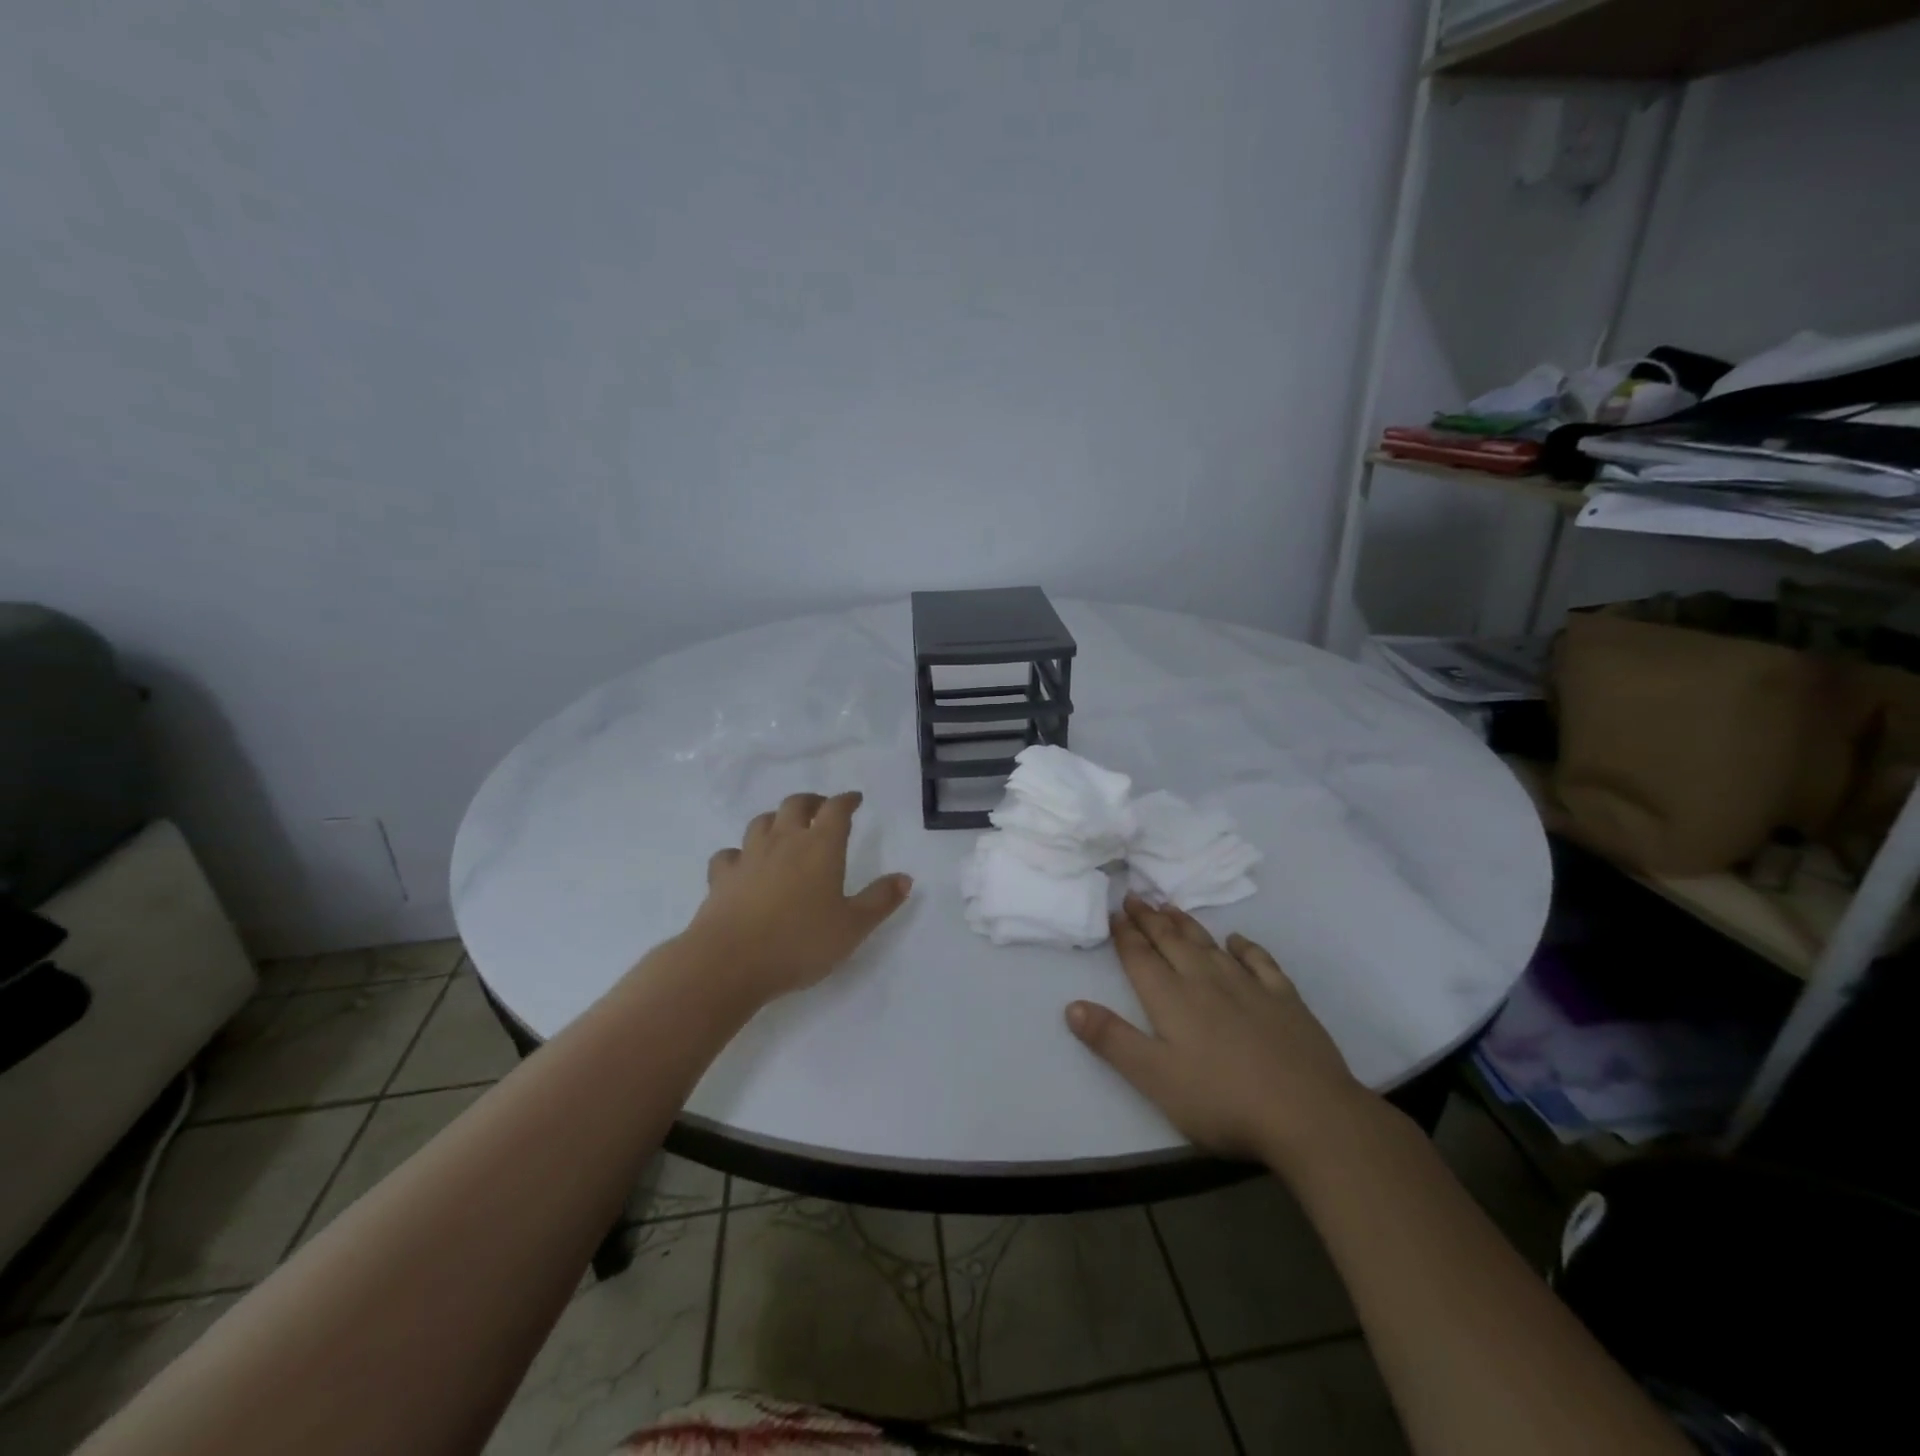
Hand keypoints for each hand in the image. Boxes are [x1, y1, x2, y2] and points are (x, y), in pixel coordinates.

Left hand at [687, 791, 912, 1001]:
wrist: (729, 962)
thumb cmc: (800, 942)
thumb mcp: (853, 927)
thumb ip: (880, 900)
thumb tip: (905, 878)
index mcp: (820, 847)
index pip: (836, 810)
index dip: (846, 800)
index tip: (855, 799)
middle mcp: (783, 841)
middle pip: (795, 804)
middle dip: (811, 802)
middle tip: (821, 808)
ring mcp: (748, 856)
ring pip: (762, 822)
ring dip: (776, 819)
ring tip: (785, 829)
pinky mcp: (721, 877)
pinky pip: (729, 854)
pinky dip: (739, 853)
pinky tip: (743, 864)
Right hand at [1066, 896, 1378, 1168]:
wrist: (1308, 1114)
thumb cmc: (1222, 1101)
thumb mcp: (1154, 1078)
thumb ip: (1112, 1040)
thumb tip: (1071, 1005)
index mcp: (1171, 999)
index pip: (1141, 958)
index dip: (1125, 934)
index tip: (1114, 911)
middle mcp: (1205, 981)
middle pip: (1171, 942)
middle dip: (1150, 919)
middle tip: (1136, 895)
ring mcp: (1248, 986)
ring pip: (1209, 944)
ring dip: (1187, 924)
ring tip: (1171, 906)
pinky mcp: (1284, 999)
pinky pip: (1259, 961)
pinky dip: (1245, 946)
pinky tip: (1236, 941)